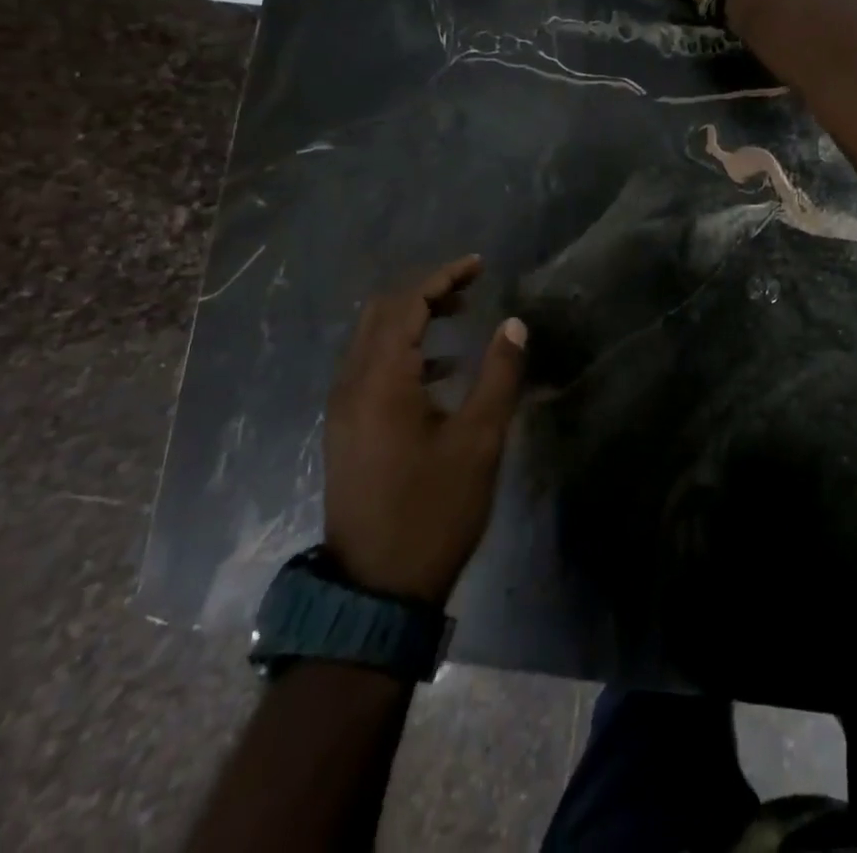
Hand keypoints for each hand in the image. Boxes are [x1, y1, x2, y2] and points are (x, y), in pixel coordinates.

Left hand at [323, 255, 526, 604]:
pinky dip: (404, 350)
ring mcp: (343, 409)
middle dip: (425, 290)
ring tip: (460, 314)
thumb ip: (498, 375)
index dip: (443, 277)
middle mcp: (351, 385)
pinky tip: (441, 369)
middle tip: (469, 286)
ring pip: (372, 339)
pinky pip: (370, 367)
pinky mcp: (346, 430)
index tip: (479, 265)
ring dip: (413, 318)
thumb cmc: (433, 511)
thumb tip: (514, 324)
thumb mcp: (479, 441)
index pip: (407, 304)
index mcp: (381, 381)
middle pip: (381, 313)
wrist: (375, 592)